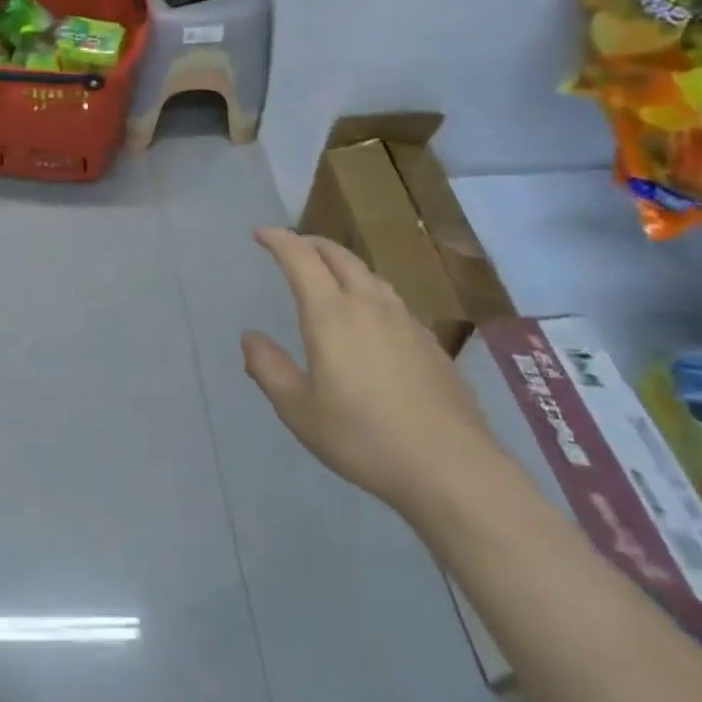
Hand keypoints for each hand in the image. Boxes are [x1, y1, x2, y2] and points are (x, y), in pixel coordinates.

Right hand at [242, 229, 500, 513]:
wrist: (451, 468)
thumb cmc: (363, 437)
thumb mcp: (298, 409)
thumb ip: (268, 368)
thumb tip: (250, 337)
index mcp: (331, 315)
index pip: (301, 259)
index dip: (278, 240)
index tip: (259, 233)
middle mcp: (369, 306)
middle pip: (339, 257)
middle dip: (311, 243)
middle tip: (290, 246)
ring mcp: (406, 323)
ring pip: (370, 275)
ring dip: (342, 264)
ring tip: (328, 275)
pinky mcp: (431, 344)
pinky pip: (392, 300)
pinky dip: (368, 291)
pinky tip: (370, 318)